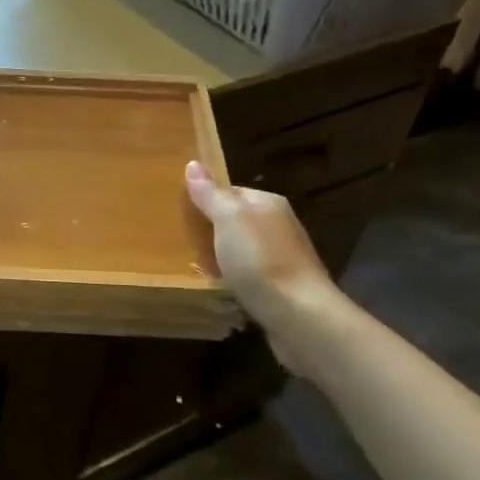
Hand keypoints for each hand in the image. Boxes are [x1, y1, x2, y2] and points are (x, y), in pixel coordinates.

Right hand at [186, 160, 344, 376]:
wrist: (300, 317)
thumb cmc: (260, 260)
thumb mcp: (228, 219)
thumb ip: (210, 193)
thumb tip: (193, 163)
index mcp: (268, 203)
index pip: (230, 191)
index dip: (204, 199)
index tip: (179, 211)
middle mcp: (278, 226)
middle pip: (235, 221)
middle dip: (210, 230)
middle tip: (179, 240)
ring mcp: (281, 259)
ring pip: (240, 251)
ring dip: (220, 258)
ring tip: (191, 266)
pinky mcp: (280, 289)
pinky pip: (247, 277)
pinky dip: (231, 281)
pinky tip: (216, 288)